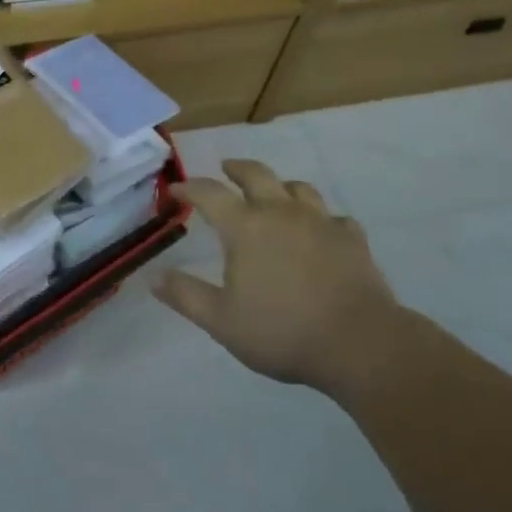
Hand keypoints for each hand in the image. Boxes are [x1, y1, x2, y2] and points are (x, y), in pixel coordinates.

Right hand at [155, 159, 398, 394]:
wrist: (358, 343)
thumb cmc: (282, 331)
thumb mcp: (222, 321)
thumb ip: (186, 296)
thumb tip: (153, 276)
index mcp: (245, 227)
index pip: (209, 193)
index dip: (190, 187)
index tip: (177, 189)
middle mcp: (280, 212)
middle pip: (256, 174)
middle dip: (237, 168)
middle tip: (227, 168)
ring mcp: (320, 222)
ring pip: (299, 189)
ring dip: (281, 186)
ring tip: (275, 194)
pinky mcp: (351, 239)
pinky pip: (335, 219)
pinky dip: (324, 220)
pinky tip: (323, 232)